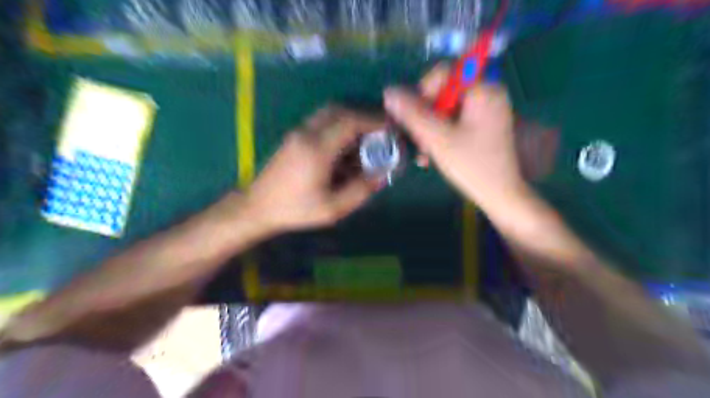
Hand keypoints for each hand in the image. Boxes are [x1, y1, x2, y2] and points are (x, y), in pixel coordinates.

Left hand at [247, 107, 384, 233]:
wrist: (256, 207)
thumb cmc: (295, 210)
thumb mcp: (333, 208)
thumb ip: (360, 190)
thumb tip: (382, 174)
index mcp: (317, 149)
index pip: (350, 122)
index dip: (373, 121)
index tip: (391, 127)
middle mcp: (307, 133)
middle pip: (340, 110)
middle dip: (363, 117)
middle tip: (380, 132)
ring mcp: (298, 132)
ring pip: (329, 113)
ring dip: (350, 120)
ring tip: (365, 140)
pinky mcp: (294, 137)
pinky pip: (321, 122)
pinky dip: (338, 126)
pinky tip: (345, 147)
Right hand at [384, 65, 526, 206]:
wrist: (501, 195)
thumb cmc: (472, 165)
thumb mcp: (437, 139)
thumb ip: (412, 114)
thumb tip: (389, 92)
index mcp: (482, 89)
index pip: (443, 73)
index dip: (422, 93)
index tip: (414, 118)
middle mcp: (487, 93)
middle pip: (443, 93)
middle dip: (425, 118)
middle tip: (419, 142)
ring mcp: (486, 110)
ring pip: (445, 110)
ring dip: (429, 130)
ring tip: (423, 154)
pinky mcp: (482, 125)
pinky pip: (454, 121)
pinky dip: (441, 135)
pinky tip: (432, 153)